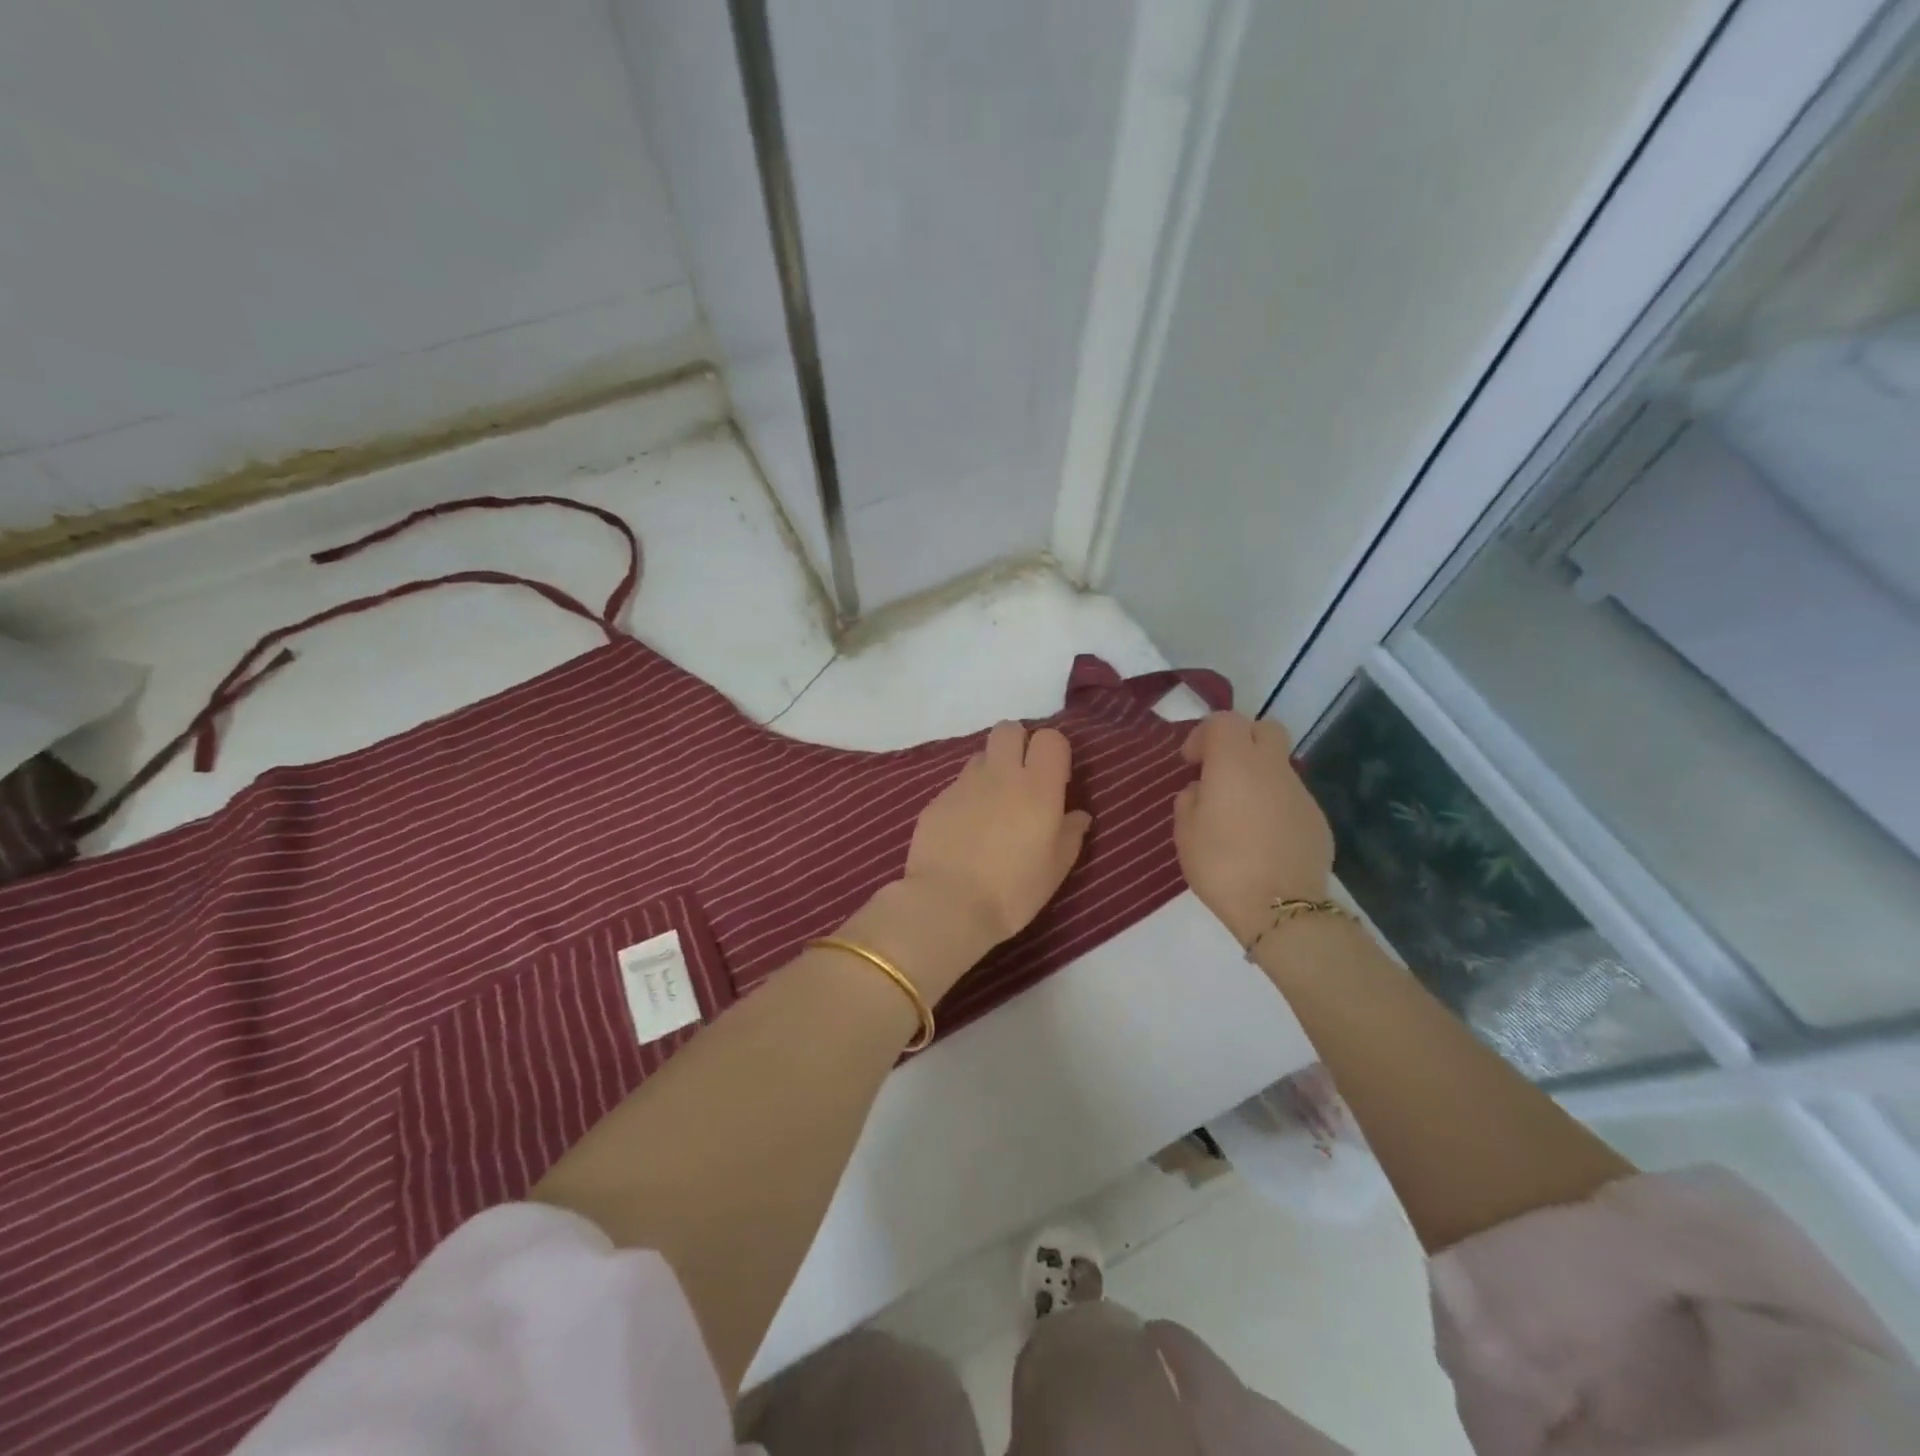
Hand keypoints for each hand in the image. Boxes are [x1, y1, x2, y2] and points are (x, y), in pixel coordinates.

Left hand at [902, 722, 1091, 956]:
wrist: (948, 905)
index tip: (1055, 780)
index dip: (1054, 752)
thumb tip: (1078, 815)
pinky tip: (965, 830)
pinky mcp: (936, 800)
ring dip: (991, 771)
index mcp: (1037, 786)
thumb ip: (1070, 834)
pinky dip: (966, 798)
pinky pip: (957, 785)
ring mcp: (963, 784)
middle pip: (1009, 729)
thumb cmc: (1013, 890)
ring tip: (992, 807)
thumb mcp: (1055, 869)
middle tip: (1021, 779)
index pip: (1050, 738)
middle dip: (1018, 744)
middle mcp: (1000, 774)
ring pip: (980, 756)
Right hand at [1173, 711, 1333, 946]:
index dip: (1204, 735)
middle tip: (1221, 772)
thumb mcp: (1185, 833)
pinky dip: (1274, 804)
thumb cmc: (1221, 865)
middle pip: (1264, 729)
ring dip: (1258, 776)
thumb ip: (1189, 801)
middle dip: (1241, 741)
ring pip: (1279, 765)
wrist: (1280, 908)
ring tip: (1240, 813)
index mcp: (1234, 763)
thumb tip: (1202, 790)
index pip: (1224, 721)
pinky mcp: (1317, 819)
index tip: (1191, 763)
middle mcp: (1271, 768)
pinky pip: (1291, 797)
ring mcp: (1299, 792)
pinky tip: (1263, 838)